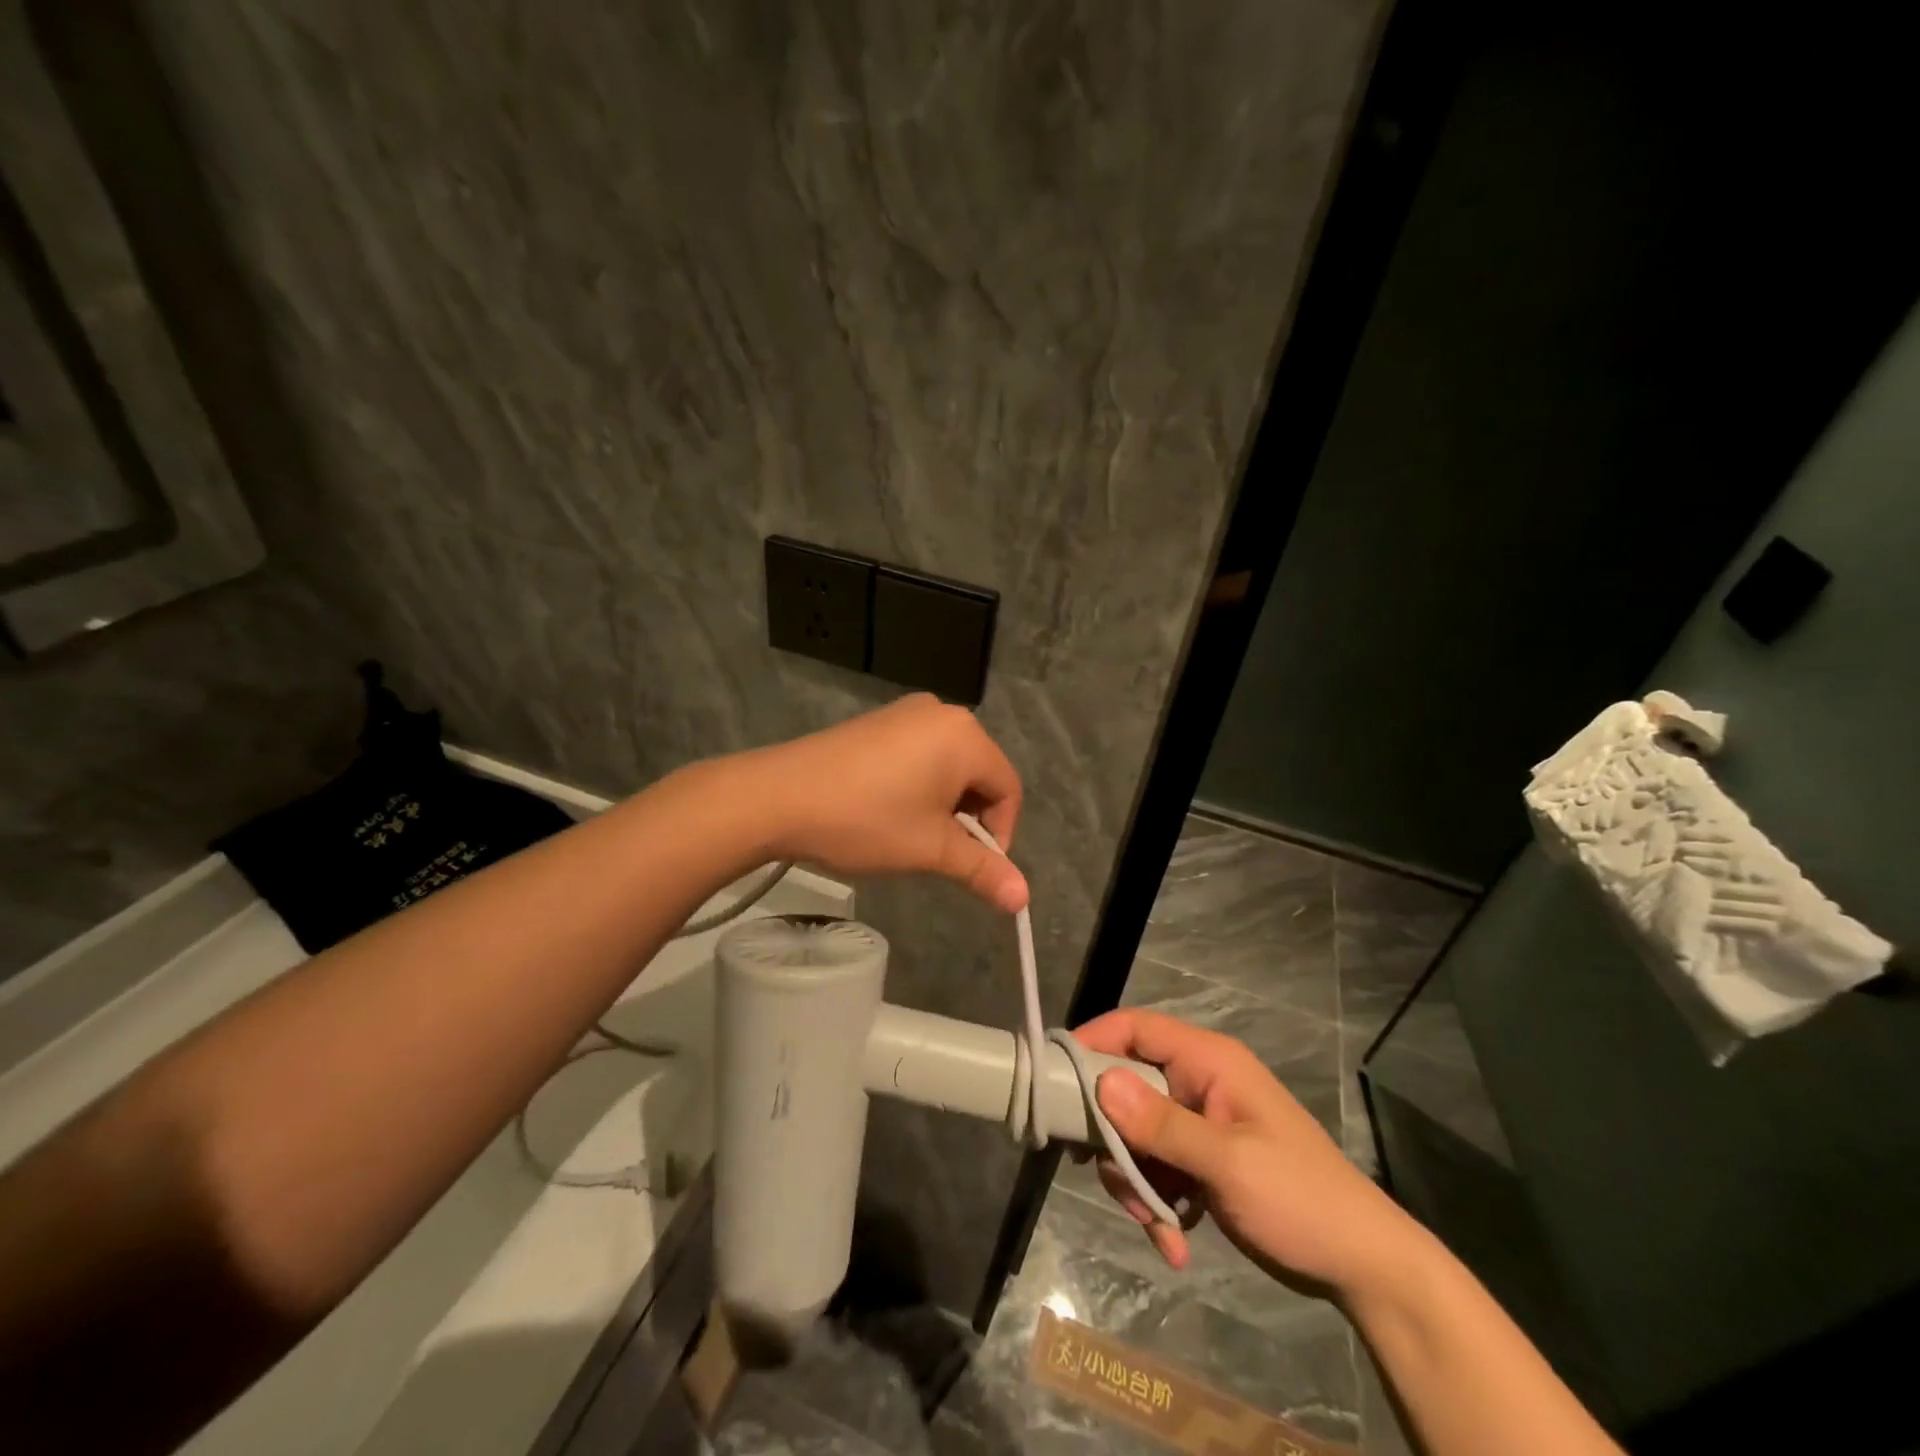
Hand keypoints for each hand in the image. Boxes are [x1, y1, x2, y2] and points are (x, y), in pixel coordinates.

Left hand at [744, 694, 1027, 911]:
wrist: (779, 797)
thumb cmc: (866, 820)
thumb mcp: (930, 849)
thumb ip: (981, 870)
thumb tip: (1023, 898)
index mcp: (965, 736)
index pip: (1008, 789)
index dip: (1000, 833)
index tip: (972, 865)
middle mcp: (942, 713)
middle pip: (979, 773)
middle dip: (969, 818)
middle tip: (939, 851)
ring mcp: (906, 713)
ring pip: (947, 766)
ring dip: (942, 804)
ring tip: (910, 834)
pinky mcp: (877, 721)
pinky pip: (918, 754)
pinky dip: (918, 785)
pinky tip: (887, 809)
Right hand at [1074, 1009, 1420, 1299]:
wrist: (1362, 1265)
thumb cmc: (1299, 1198)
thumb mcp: (1228, 1163)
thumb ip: (1162, 1123)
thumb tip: (1101, 1082)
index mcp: (1208, 1061)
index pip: (1136, 1028)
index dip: (1094, 1042)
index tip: (1055, 1079)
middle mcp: (1198, 1082)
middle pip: (1126, 1088)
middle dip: (1113, 1139)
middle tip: (1109, 1179)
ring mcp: (1198, 1122)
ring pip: (1135, 1134)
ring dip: (1136, 1181)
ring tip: (1158, 1226)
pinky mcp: (1200, 1160)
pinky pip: (1155, 1167)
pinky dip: (1156, 1202)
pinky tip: (1175, 1241)